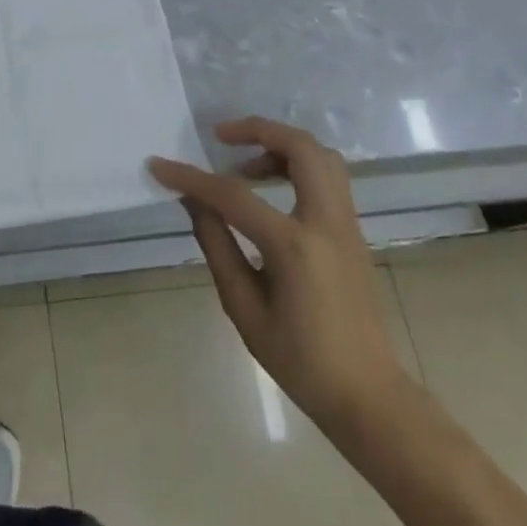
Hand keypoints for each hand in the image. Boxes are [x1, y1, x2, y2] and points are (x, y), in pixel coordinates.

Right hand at [151, 117, 409, 445]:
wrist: (368, 395)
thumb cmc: (300, 360)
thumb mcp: (244, 308)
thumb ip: (217, 246)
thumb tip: (194, 202)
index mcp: (295, 246)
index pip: (233, 195)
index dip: (190, 178)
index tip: (158, 165)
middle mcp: (326, 222)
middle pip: (300, 147)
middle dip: (257, 130)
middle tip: (221, 138)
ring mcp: (346, 224)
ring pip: (321, 156)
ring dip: (281, 145)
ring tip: (244, 165)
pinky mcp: (353, 231)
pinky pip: (328, 176)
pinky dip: (297, 164)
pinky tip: (270, 188)